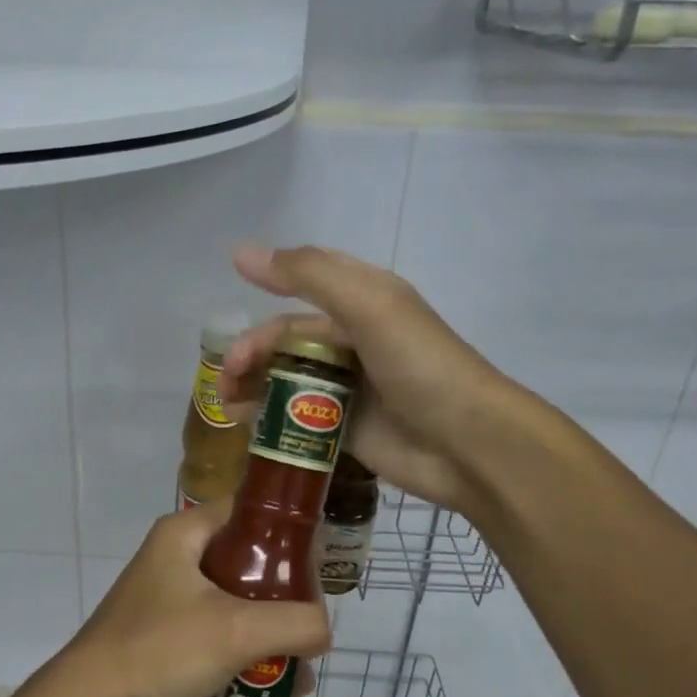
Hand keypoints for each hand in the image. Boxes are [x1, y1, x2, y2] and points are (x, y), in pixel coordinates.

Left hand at [44, 501, 330, 696]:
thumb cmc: (161, 649)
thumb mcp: (237, 630)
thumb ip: (294, 623)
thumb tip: (323, 629)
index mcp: (184, 534)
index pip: (247, 511)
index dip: (287, 532)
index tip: (319, 565)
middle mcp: (174, 557)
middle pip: (245, 562)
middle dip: (282, 597)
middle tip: (311, 627)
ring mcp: (165, 598)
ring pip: (232, 603)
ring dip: (265, 633)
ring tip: (297, 671)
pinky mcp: (162, 636)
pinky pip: (213, 634)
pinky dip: (240, 654)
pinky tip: (265, 688)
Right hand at [222, 244, 515, 516]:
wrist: (468, 444)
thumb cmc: (420, 366)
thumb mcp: (368, 306)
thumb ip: (308, 275)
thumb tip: (241, 252)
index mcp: (364, 301)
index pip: (307, 281)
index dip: (269, 284)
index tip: (233, 294)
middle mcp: (354, 340)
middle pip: (288, 338)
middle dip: (253, 351)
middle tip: (228, 378)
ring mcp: (348, 387)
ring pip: (287, 379)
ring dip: (253, 386)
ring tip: (228, 405)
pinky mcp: (344, 429)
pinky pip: (296, 419)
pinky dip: (268, 420)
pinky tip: (246, 427)